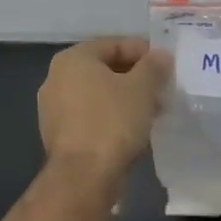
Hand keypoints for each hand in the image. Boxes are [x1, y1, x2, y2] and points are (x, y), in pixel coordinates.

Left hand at [37, 37, 171, 182]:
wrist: (84, 176)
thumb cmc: (113, 121)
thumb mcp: (143, 88)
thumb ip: (154, 66)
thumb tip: (161, 56)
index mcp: (73, 59)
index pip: (115, 44)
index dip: (144, 52)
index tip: (166, 66)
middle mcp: (56, 79)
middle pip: (105, 69)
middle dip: (136, 77)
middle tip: (162, 89)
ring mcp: (53, 109)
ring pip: (98, 95)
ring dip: (125, 99)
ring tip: (152, 111)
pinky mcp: (58, 135)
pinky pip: (91, 116)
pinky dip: (112, 117)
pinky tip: (133, 129)